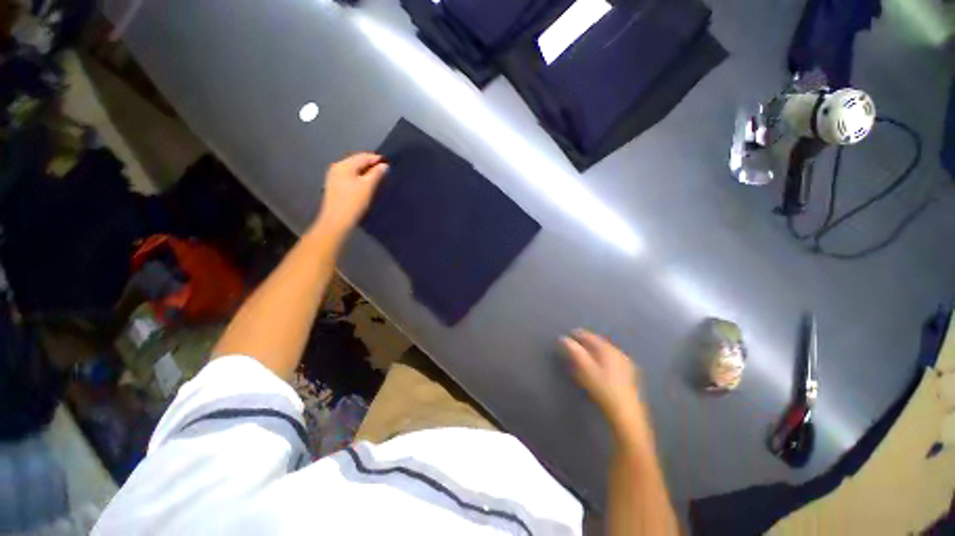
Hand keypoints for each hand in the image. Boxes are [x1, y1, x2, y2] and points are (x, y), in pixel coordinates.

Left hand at [314, 153, 388, 238]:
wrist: (336, 221)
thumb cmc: (353, 202)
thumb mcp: (368, 186)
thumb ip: (377, 174)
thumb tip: (385, 165)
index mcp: (344, 165)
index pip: (363, 157)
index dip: (377, 159)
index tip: (389, 163)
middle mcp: (337, 167)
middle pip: (357, 161)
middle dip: (371, 165)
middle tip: (385, 170)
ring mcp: (334, 177)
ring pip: (353, 169)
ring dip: (365, 172)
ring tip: (378, 178)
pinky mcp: (335, 186)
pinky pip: (350, 177)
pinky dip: (359, 177)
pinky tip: (366, 184)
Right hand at [562, 330, 644, 429]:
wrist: (626, 415)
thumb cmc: (603, 390)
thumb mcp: (586, 370)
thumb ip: (575, 352)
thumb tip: (563, 338)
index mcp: (609, 350)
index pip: (591, 337)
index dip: (579, 334)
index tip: (569, 334)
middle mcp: (619, 354)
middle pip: (600, 343)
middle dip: (587, 342)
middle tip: (575, 344)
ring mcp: (626, 365)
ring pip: (606, 353)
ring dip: (594, 352)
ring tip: (584, 354)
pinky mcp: (629, 376)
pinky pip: (612, 361)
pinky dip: (602, 360)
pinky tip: (597, 367)